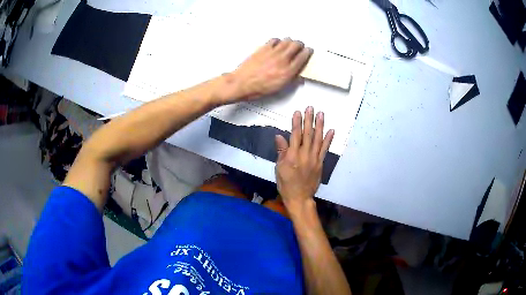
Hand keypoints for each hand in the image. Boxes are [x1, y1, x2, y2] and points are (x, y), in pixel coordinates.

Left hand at [221, 38, 311, 103]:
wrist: (241, 83)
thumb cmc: (257, 88)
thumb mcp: (279, 88)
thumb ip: (291, 80)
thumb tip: (298, 77)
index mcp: (288, 71)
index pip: (303, 56)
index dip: (308, 52)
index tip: (308, 51)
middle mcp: (282, 60)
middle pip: (297, 45)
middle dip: (300, 45)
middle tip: (299, 47)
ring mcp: (272, 52)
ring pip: (287, 40)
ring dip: (290, 41)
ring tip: (289, 45)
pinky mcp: (263, 48)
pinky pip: (274, 40)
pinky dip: (278, 41)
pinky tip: (277, 44)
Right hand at [275, 106, 333, 210]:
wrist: (300, 197)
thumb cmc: (286, 184)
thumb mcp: (279, 168)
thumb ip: (281, 152)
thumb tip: (279, 136)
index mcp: (292, 156)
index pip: (295, 136)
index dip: (296, 123)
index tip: (298, 112)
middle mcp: (305, 155)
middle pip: (308, 134)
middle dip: (309, 120)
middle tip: (311, 108)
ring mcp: (314, 159)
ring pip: (318, 139)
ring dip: (320, 126)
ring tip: (321, 114)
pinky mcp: (320, 163)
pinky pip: (325, 149)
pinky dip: (328, 140)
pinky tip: (331, 130)